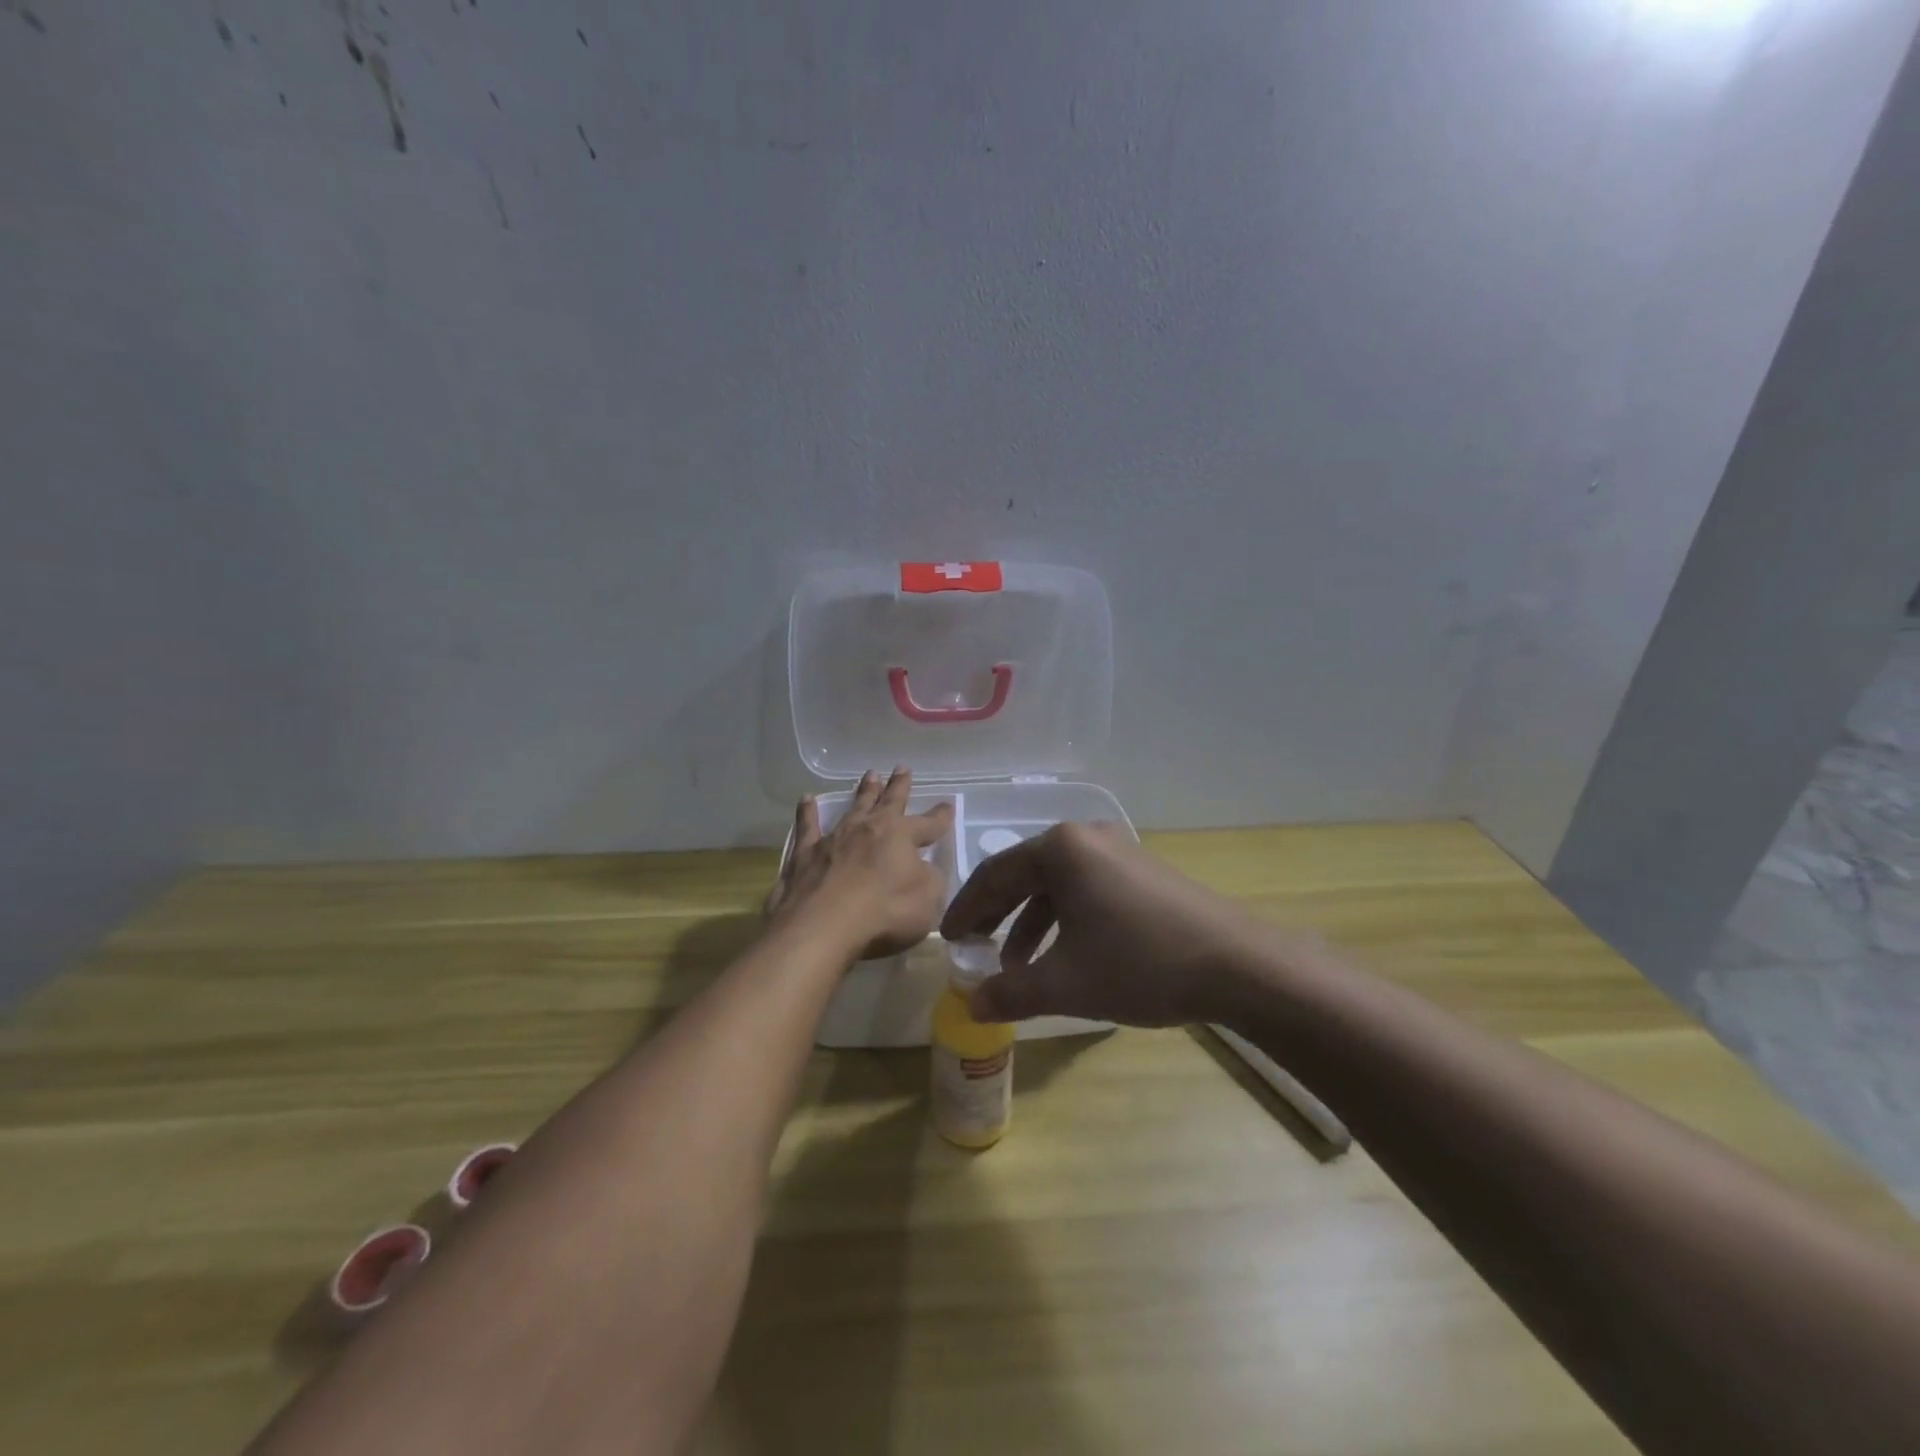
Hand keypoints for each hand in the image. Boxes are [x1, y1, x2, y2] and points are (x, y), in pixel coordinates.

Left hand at [768, 767, 953, 961]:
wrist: (823, 926)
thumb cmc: (884, 912)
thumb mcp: (928, 900)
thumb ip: (931, 880)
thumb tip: (925, 869)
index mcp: (901, 836)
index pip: (928, 824)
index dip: (940, 817)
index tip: (948, 804)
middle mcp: (868, 829)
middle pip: (888, 802)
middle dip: (898, 786)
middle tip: (902, 768)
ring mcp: (834, 838)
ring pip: (853, 807)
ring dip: (864, 791)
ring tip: (870, 775)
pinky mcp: (804, 855)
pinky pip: (807, 827)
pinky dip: (807, 813)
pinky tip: (806, 800)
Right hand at [940, 822, 1285, 1025]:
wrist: (1237, 964)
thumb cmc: (1140, 963)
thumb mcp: (1066, 984)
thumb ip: (1010, 993)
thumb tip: (971, 1005)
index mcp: (1060, 849)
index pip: (994, 875)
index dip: (966, 910)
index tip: (948, 940)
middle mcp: (1086, 837)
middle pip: (1023, 874)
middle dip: (996, 915)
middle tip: (973, 947)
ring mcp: (1119, 851)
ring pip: (1056, 884)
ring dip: (1030, 923)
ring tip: (1017, 966)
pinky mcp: (1142, 871)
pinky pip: (1086, 889)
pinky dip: (1064, 920)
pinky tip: (1065, 955)